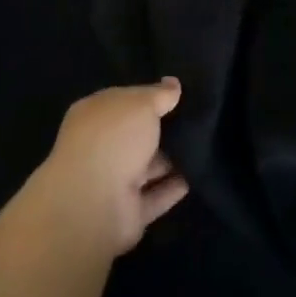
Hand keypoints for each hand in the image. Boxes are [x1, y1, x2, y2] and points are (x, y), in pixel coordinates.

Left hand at [30, 79, 188, 256]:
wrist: (94, 204)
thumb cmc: (113, 139)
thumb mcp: (141, 104)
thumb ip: (159, 94)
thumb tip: (173, 83)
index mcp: (94, 115)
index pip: (123, 101)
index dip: (148, 96)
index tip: (176, 94)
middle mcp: (100, 147)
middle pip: (134, 136)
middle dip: (160, 130)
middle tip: (195, 119)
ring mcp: (112, 182)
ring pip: (146, 167)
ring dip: (170, 160)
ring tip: (202, 146)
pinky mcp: (127, 213)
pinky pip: (155, 196)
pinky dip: (173, 188)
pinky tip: (197, 176)